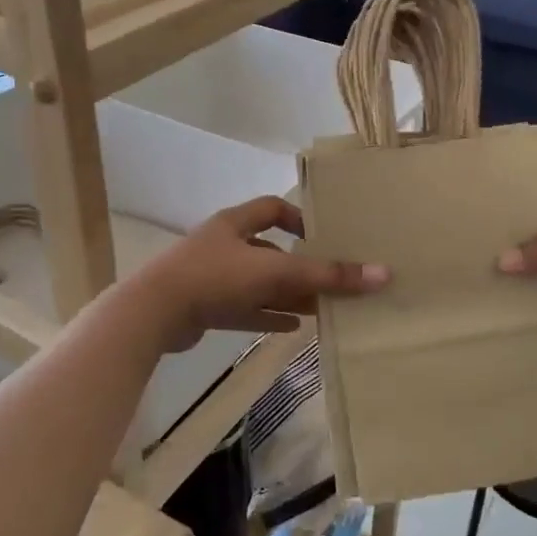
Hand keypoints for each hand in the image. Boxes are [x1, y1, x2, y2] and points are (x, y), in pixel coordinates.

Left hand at [133, 197, 388, 351]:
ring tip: (322, 308)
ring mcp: (212, 277)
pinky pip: (245, 309)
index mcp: (236, 223)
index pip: (273, 208)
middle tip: (332, 282)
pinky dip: (268, 315)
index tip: (324, 237)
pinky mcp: (205, 306)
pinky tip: (293, 327)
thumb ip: (326, 275)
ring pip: (259, 283)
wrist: (153, 313)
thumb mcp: (275, 273)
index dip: (299, 218)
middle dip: (301, 267)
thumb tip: (383, 274)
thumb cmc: (215, 277)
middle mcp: (225, 245)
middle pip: (271, 251)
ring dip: (288, 294)